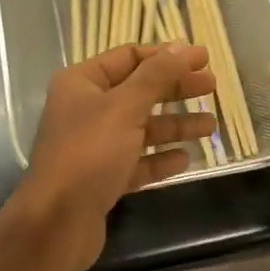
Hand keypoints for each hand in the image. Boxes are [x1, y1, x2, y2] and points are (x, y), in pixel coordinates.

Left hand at [12, 43, 218, 270]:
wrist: (57, 222)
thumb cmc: (89, 154)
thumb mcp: (125, 107)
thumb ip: (156, 76)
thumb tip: (181, 48)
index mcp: (82, 83)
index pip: (129, 57)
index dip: (166, 56)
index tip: (202, 58)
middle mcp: (86, 110)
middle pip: (139, 91)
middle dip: (175, 89)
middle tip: (212, 87)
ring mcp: (94, 146)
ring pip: (142, 128)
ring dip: (175, 125)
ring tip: (211, 126)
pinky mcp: (103, 179)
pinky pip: (137, 162)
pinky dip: (160, 158)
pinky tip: (185, 158)